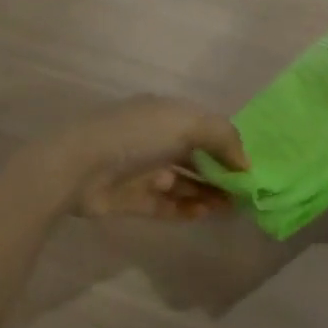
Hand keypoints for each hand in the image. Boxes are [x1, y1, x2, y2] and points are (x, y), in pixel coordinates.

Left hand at [53, 96, 248, 221]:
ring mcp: (142, 170)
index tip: (249, 168)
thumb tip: (245, 163)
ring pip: (183, 183)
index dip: (228, 146)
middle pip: (196, 157)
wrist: (78, 167)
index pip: (205, 128)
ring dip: (207, 193)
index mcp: (165, 114)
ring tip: (229, 207)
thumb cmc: (137, 136)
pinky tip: (204, 213)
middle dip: (220, 173)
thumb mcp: (188, 123)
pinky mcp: (131, 199)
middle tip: (244, 193)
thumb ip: (223, 138)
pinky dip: (185, 209)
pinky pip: (165, 205)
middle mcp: (155, 140)